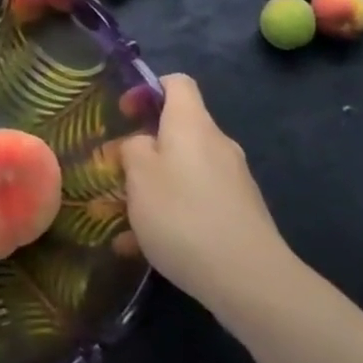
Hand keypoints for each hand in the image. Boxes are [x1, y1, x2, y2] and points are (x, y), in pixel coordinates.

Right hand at [119, 74, 293, 315]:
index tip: (123, 114)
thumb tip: (137, 143)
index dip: (147, 90)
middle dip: (142, 150)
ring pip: (182, 172)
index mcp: (192, 123)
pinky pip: (195, 202)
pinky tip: (140, 248)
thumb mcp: (139, 176)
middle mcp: (216, 143)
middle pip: (176, 131)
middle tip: (113, 174)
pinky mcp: (238, 214)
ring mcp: (231, 180)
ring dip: (151, 189)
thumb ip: (131, 149)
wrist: (249, 279)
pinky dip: (169, 216)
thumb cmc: (183, 215)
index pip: (176, 83)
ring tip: (118, 219)